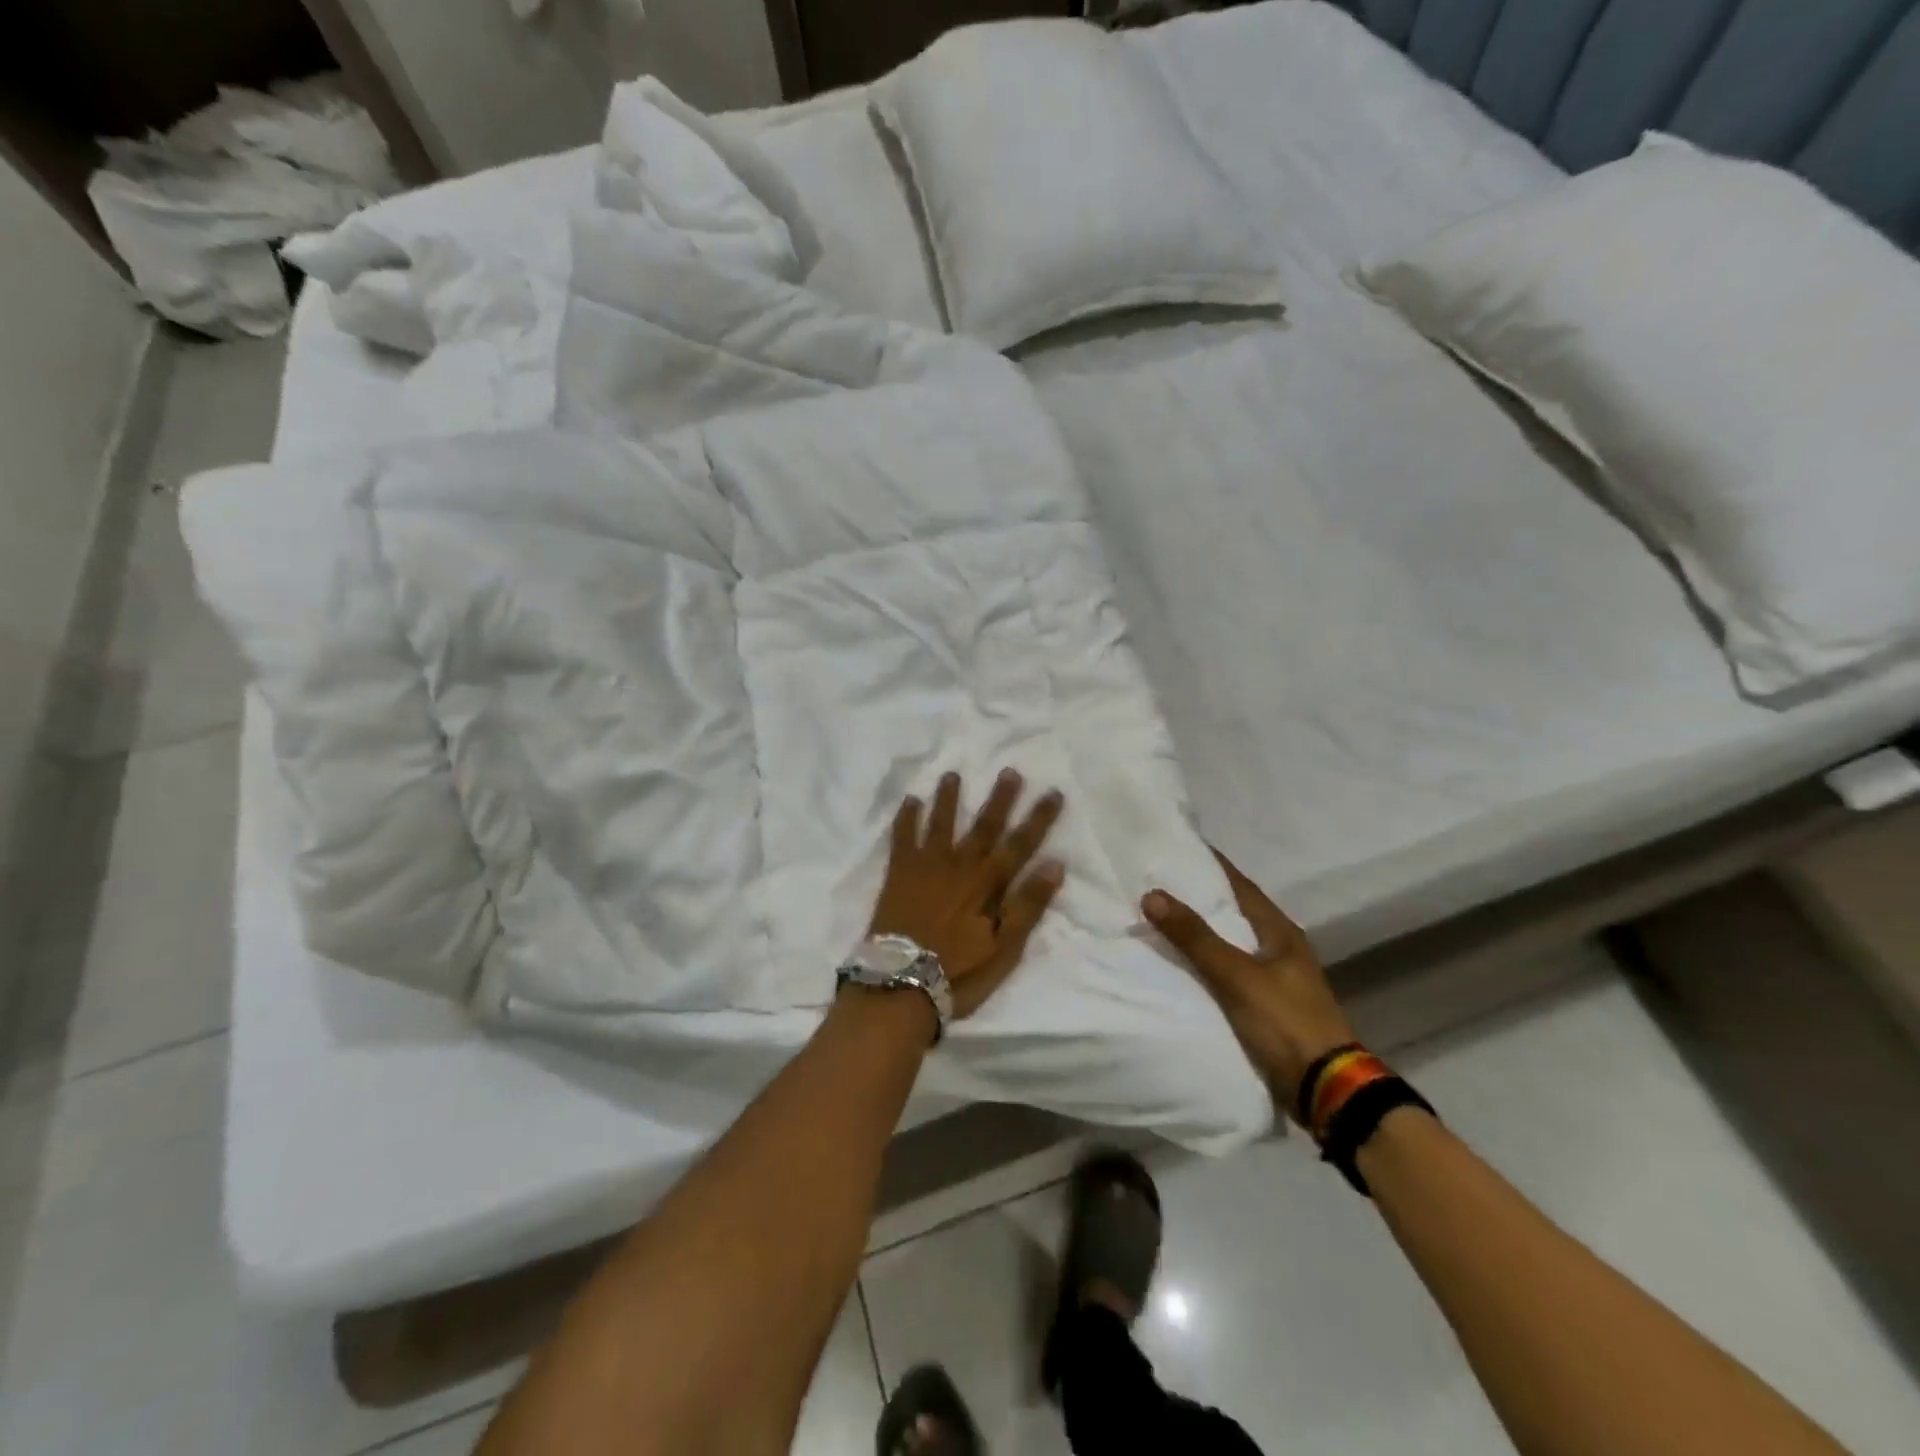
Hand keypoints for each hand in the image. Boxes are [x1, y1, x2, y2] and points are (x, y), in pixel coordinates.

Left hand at [867, 770, 1065, 1018]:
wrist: (900, 984)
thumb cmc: (959, 972)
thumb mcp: (1005, 948)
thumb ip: (1028, 905)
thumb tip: (1055, 864)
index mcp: (988, 883)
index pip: (1021, 844)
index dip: (1039, 818)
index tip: (1053, 792)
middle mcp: (960, 865)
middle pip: (984, 825)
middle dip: (1000, 798)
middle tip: (1009, 770)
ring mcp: (926, 866)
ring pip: (942, 822)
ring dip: (949, 798)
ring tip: (953, 774)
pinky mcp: (899, 873)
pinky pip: (902, 837)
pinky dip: (907, 817)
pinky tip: (911, 800)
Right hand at [1143, 851, 1354, 1119]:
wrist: (1326, 1088)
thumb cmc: (1285, 1021)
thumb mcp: (1236, 975)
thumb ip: (1195, 937)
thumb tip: (1152, 893)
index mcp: (1281, 932)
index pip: (1242, 886)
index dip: (1214, 866)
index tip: (1182, 847)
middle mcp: (1282, 949)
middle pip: (1237, 913)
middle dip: (1203, 898)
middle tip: (1162, 882)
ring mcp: (1278, 980)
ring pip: (1233, 944)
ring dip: (1204, 933)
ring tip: (1165, 920)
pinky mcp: (1270, 1007)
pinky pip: (1231, 973)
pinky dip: (1208, 963)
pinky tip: (1185, 966)